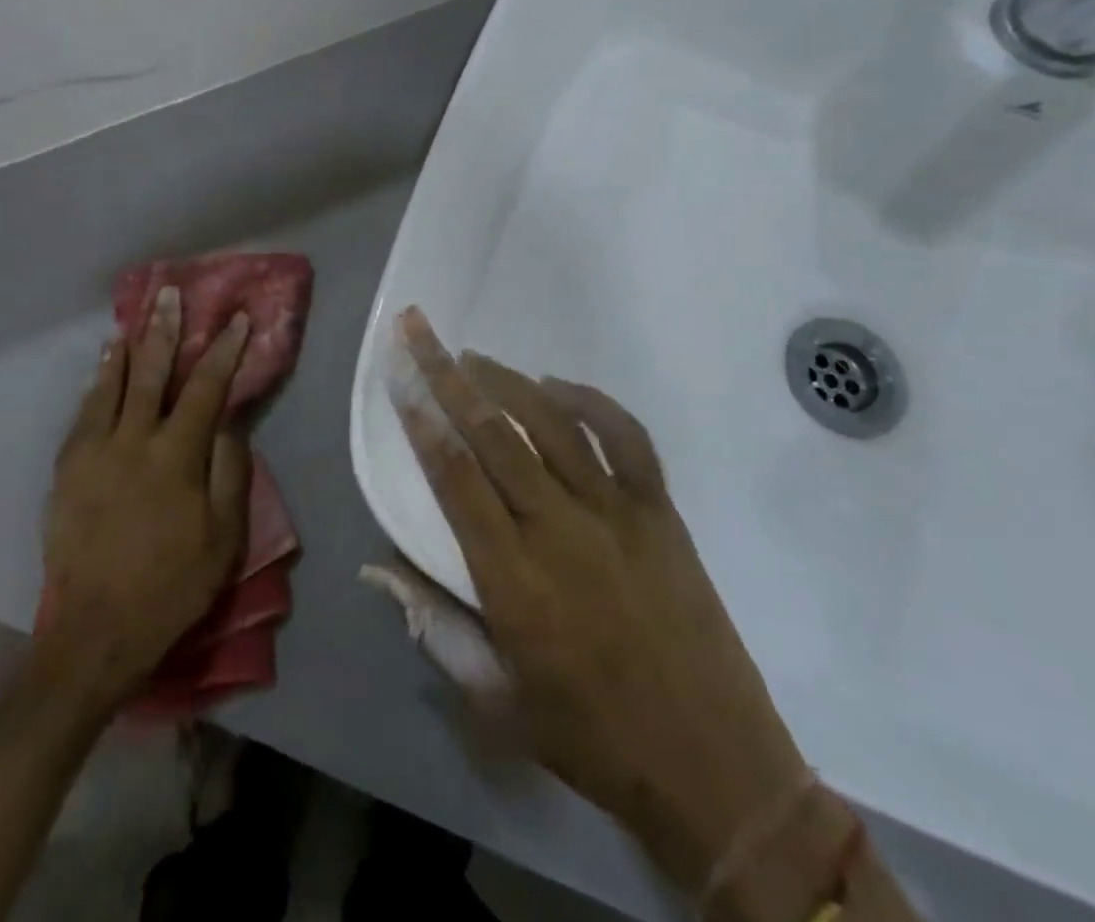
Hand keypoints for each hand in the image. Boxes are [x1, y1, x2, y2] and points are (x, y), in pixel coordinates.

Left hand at [38, 287, 250, 706]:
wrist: (97, 632)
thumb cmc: (172, 585)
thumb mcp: (224, 537)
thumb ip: (229, 472)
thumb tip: (228, 424)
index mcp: (176, 456)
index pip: (205, 389)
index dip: (223, 350)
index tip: (236, 319)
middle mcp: (132, 442)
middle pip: (151, 374)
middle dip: (164, 330)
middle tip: (170, 294)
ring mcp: (93, 454)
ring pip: (110, 387)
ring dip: (125, 351)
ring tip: (133, 321)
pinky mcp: (66, 471)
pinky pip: (83, 415)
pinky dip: (95, 387)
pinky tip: (100, 372)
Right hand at [387, 308, 811, 892]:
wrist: (717, 768)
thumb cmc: (594, 739)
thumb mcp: (498, 703)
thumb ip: (436, 629)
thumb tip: (377, 570)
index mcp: (514, 580)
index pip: (454, 477)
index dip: (420, 418)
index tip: (398, 371)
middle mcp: (560, 530)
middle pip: (493, 433)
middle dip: (446, 374)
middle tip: (418, 327)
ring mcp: (616, 513)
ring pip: (553, 423)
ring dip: (507, 381)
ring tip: (471, 356)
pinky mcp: (659, 511)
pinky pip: (626, 437)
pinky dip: (591, 401)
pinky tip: (556, 386)